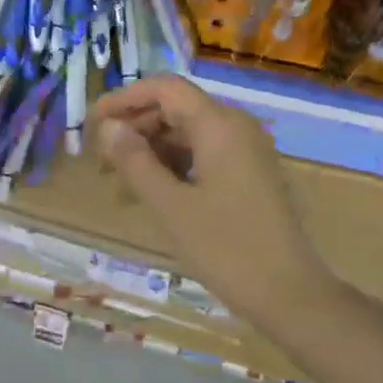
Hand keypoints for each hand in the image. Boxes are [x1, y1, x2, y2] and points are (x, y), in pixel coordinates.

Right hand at [90, 76, 342, 331]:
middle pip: (176, 109)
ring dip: (151, 152)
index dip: (125, 99)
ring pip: (188, 134)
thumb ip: (135, 161)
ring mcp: (246, 151)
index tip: (92, 123)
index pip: (165, 88)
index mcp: (219, 125)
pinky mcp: (249, 174)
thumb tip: (109, 127)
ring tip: (119, 185)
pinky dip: (174, 167)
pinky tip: (150, 195)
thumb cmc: (226, 248)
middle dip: (135, 129)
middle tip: (101, 161)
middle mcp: (236, 127)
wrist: (289, 294)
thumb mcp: (171, 206)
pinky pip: (204, 155)